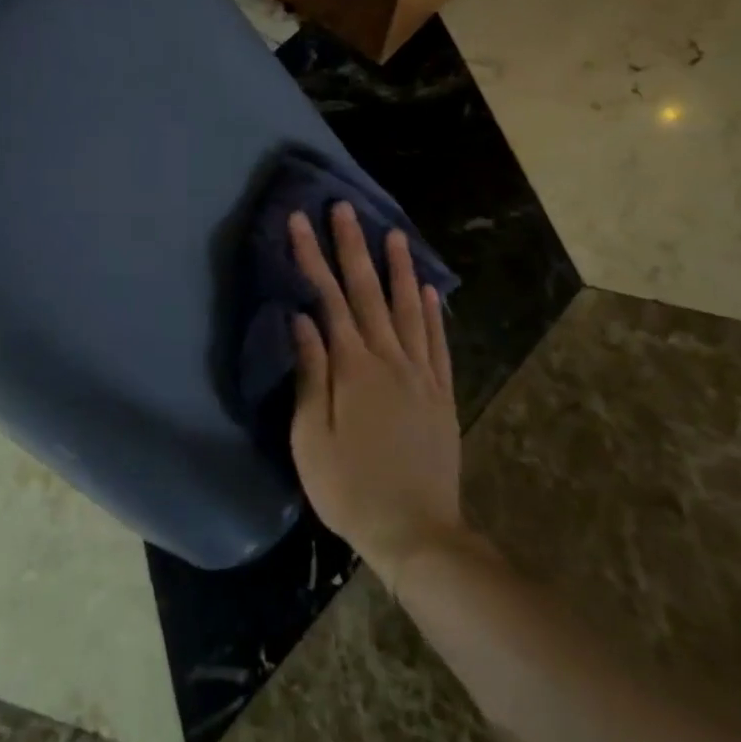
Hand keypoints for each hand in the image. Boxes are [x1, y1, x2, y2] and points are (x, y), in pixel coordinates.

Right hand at [288, 202, 464, 588]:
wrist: (416, 533)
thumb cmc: (349, 488)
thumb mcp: (310, 437)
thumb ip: (309, 373)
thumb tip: (302, 319)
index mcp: (352, 368)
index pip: (327, 298)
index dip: (311, 257)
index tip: (299, 222)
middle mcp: (389, 359)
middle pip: (367, 292)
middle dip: (352, 246)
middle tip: (344, 208)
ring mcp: (420, 374)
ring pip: (409, 307)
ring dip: (398, 268)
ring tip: (392, 233)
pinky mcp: (441, 393)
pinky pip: (437, 341)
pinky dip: (433, 311)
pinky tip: (430, 289)